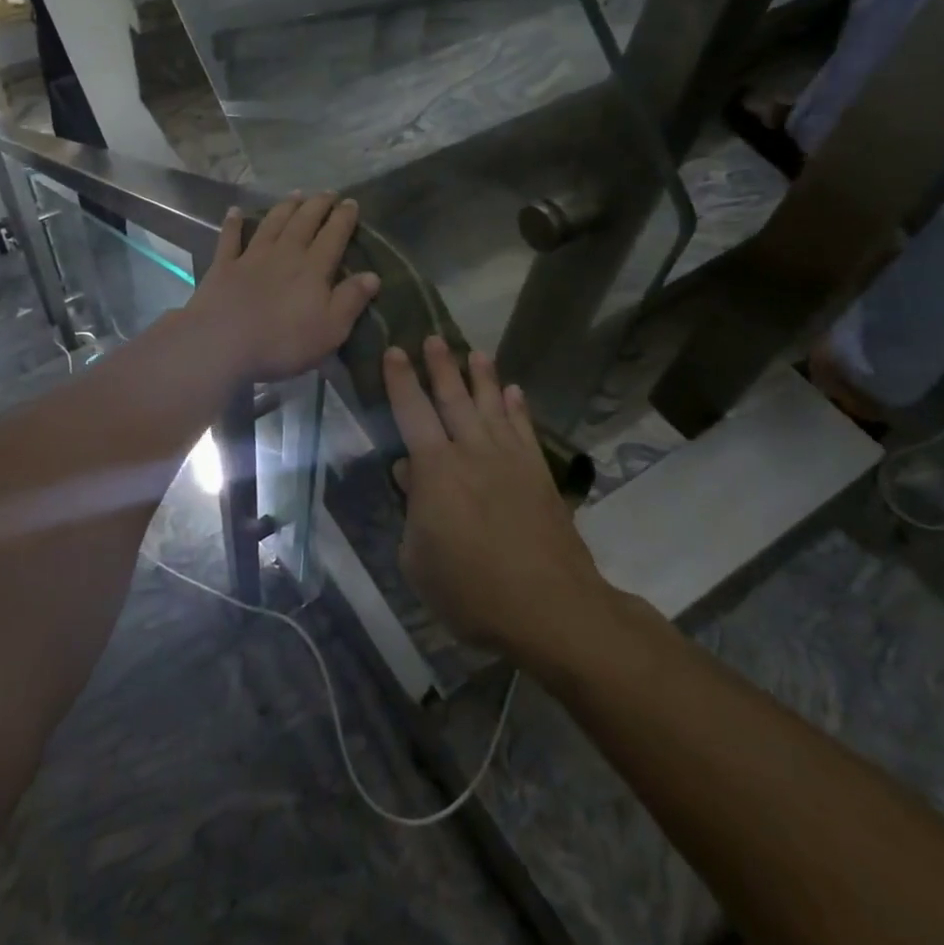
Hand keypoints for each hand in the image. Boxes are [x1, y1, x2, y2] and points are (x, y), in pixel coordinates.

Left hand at [188, 194, 379, 383]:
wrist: (223, 343)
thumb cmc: (283, 342)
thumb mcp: (330, 329)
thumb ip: (351, 300)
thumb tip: (373, 275)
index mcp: (312, 269)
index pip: (333, 236)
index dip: (343, 218)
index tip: (351, 202)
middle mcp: (284, 254)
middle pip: (303, 223)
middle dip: (317, 205)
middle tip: (327, 192)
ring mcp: (251, 257)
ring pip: (272, 224)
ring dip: (285, 207)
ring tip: (295, 194)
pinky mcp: (223, 267)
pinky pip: (230, 239)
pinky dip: (233, 223)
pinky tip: (235, 211)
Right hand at [385, 338, 608, 661]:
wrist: (549, 607)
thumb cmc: (471, 590)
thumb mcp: (418, 559)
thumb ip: (411, 510)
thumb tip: (407, 472)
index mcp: (436, 470)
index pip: (412, 412)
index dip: (400, 380)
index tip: (394, 351)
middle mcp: (472, 452)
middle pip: (453, 399)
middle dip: (440, 367)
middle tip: (433, 337)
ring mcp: (510, 460)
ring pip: (491, 407)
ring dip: (482, 378)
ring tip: (475, 352)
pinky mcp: (538, 474)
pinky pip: (525, 430)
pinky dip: (518, 409)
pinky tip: (514, 392)